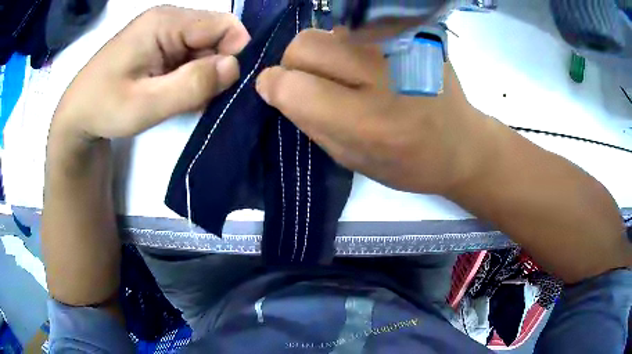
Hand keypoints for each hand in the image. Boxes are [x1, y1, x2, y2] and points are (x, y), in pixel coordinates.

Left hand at [52, 6, 250, 140]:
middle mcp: (169, 19)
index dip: (232, 54)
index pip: (224, 25)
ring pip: (205, 48)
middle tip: (195, 99)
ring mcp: (163, 31)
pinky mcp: (159, 44)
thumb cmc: (104, 108)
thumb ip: (191, 85)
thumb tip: (234, 67)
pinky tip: (174, 94)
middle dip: (215, 68)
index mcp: (165, 22)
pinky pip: (190, 55)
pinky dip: (190, 76)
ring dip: (201, 75)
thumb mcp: (146, 105)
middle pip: (216, 36)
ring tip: (180, 99)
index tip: (219, 86)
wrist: (78, 113)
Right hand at [256, 29, 491, 193]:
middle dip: (296, 65)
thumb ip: (309, 121)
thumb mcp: (351, 159)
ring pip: (326, 31)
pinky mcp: (412, 34)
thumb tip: (277, 86)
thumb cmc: (408, 163)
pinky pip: (355, 29)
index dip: (274, 87)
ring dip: (323, 53)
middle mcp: (383, 74)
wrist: (461, 144)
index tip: (277, 91)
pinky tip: (370, 64)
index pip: (291, 85)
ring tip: (348, 75)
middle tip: (314, 83)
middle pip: (303, 45)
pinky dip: (349, 45)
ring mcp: (400, 46)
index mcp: (368, 121)